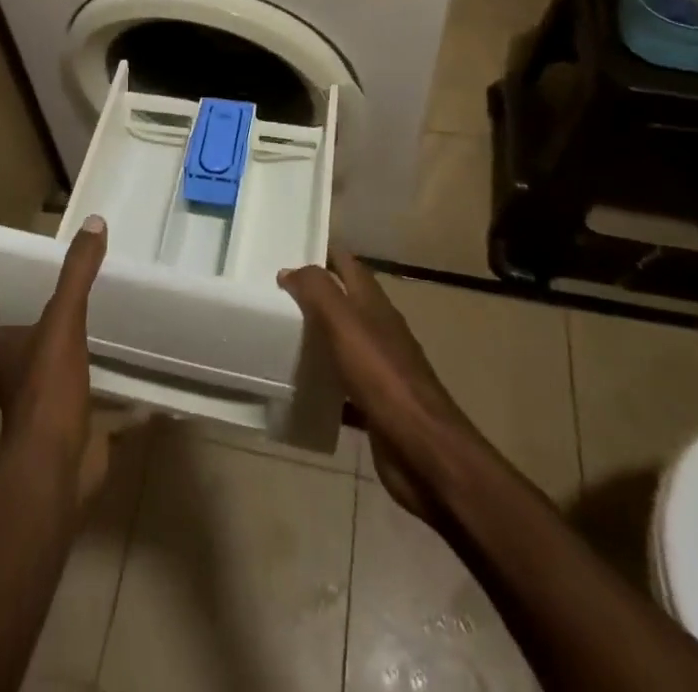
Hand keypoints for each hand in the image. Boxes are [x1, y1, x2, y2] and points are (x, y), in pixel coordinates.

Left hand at [0, 214, 109, 501]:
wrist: (54, 471)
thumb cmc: (48, 390)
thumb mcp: (64, 321)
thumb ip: (77, 274)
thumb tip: (94, 223)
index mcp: (2, 356)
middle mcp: (10, 388)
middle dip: (9, 353)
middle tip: (40, 328)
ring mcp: (33, 421)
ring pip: (28, 398)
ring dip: (45, 381)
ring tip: (80, 356)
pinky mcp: (62, 443)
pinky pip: (76, 426)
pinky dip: (95, 417)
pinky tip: (126, 406)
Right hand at [277, 250, 480, 522]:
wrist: (423, 449)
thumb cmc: (382, 376)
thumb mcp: (344, 323)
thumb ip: (317, 291)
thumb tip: (290, 270)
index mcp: (374, 304)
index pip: (348, 264)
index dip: (323, 252)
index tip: (290, 247)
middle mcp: (379, 330)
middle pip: (345, 302)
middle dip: (315, 294)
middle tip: (274, 294)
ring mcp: (381, 369)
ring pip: (343, 342)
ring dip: (317, 336)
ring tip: (278, 335)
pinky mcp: (376, 405)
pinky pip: (343, 385)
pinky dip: (324, 382)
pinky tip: (301, 388)